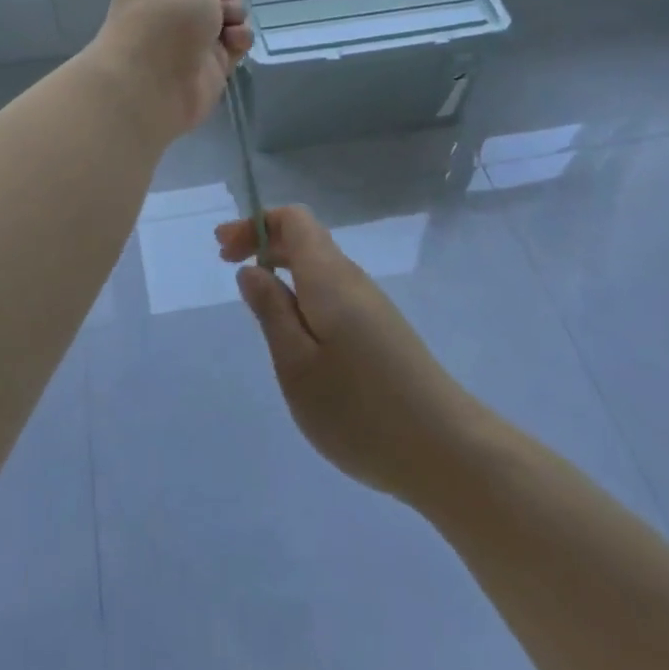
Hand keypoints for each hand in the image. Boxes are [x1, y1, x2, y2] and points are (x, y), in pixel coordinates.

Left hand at [89, 0, 255, 139]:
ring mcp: (192, 31)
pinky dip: (237, 38)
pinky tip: (231, 44)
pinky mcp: (210, 60)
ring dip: (234, 10)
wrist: (151, 83)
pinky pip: (235, 38)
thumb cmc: (165, 18)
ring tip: (222, 24)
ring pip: (230, 9)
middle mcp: (174, 0)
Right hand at [218, 206, 484, 507]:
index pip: (294, 220)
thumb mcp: (296, 364)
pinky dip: (303, 293)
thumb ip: (271, 311)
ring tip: (256, 299)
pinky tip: (295, 332)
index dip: (256, 223)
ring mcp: (371, 306)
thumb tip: (251, 270)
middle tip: (226, 265)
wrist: (445, 449)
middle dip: (264, 243)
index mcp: (329, 277)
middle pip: (306, 239)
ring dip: (283, 269)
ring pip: (320, 267)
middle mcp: (353, 280)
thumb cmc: (359, 408)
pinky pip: (333, 293)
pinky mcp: (381, 331)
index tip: (223, 247)